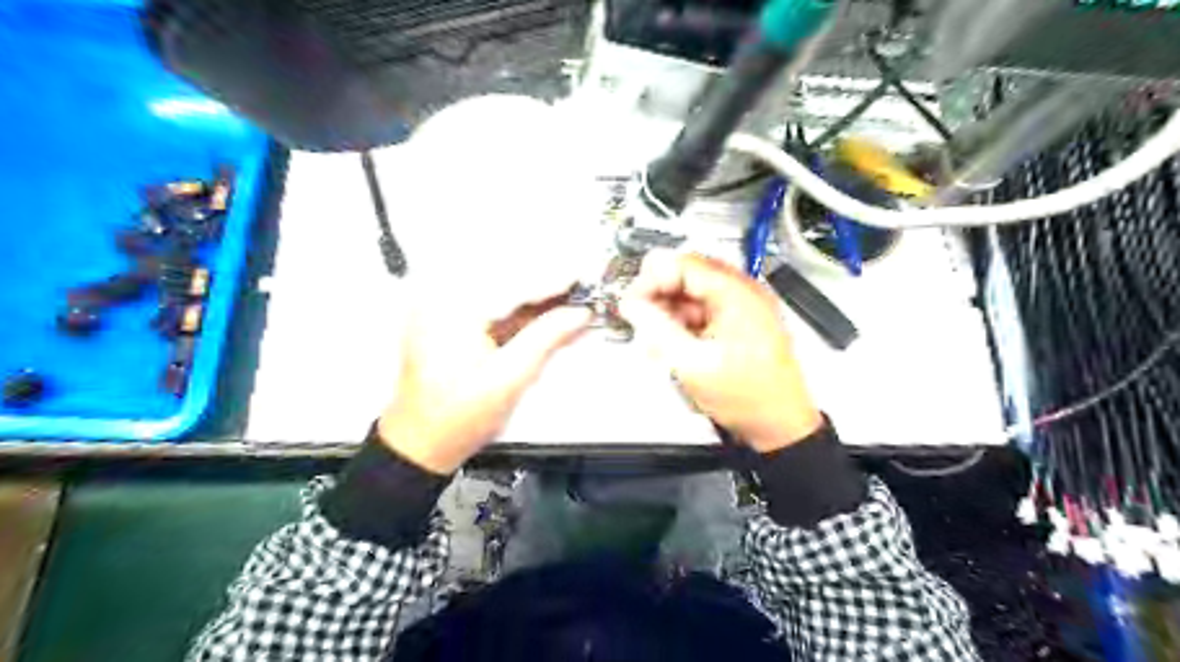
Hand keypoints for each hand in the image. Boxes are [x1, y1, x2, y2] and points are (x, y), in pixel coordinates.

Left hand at [378, 291, 589, 471]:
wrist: (422, 442)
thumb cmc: (457, 418)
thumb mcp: (511, 378)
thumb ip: (547, 338)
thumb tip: (577, 314)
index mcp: (451, 311)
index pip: (512, 284)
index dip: (552, 280)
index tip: (582, 278)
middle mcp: (441, 300)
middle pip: (506, 279)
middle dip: (546, 285)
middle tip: (580, 289)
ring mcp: (442, 309)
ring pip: (501, 290)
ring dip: (535, 296)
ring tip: (570, 302)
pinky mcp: (449, 320)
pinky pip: (491, 305)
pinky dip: (519, 310)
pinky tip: (546, 315)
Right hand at [619, 252, 823, 453]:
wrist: (779, 425)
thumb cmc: (750, 398)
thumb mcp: (691, 362)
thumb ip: (657, 327)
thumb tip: (632, 304)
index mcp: (736, 294)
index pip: (683, 264)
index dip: (651, 280)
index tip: (631, 301)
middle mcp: (743, 293)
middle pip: (687, 277)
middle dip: (658, 298)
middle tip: (639, 319)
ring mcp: (742, 308)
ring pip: (692, 296)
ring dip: (669, 314)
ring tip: (656, 342)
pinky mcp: (739, 324)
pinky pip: (702, 313)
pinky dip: (683, 326)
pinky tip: (673, 347)